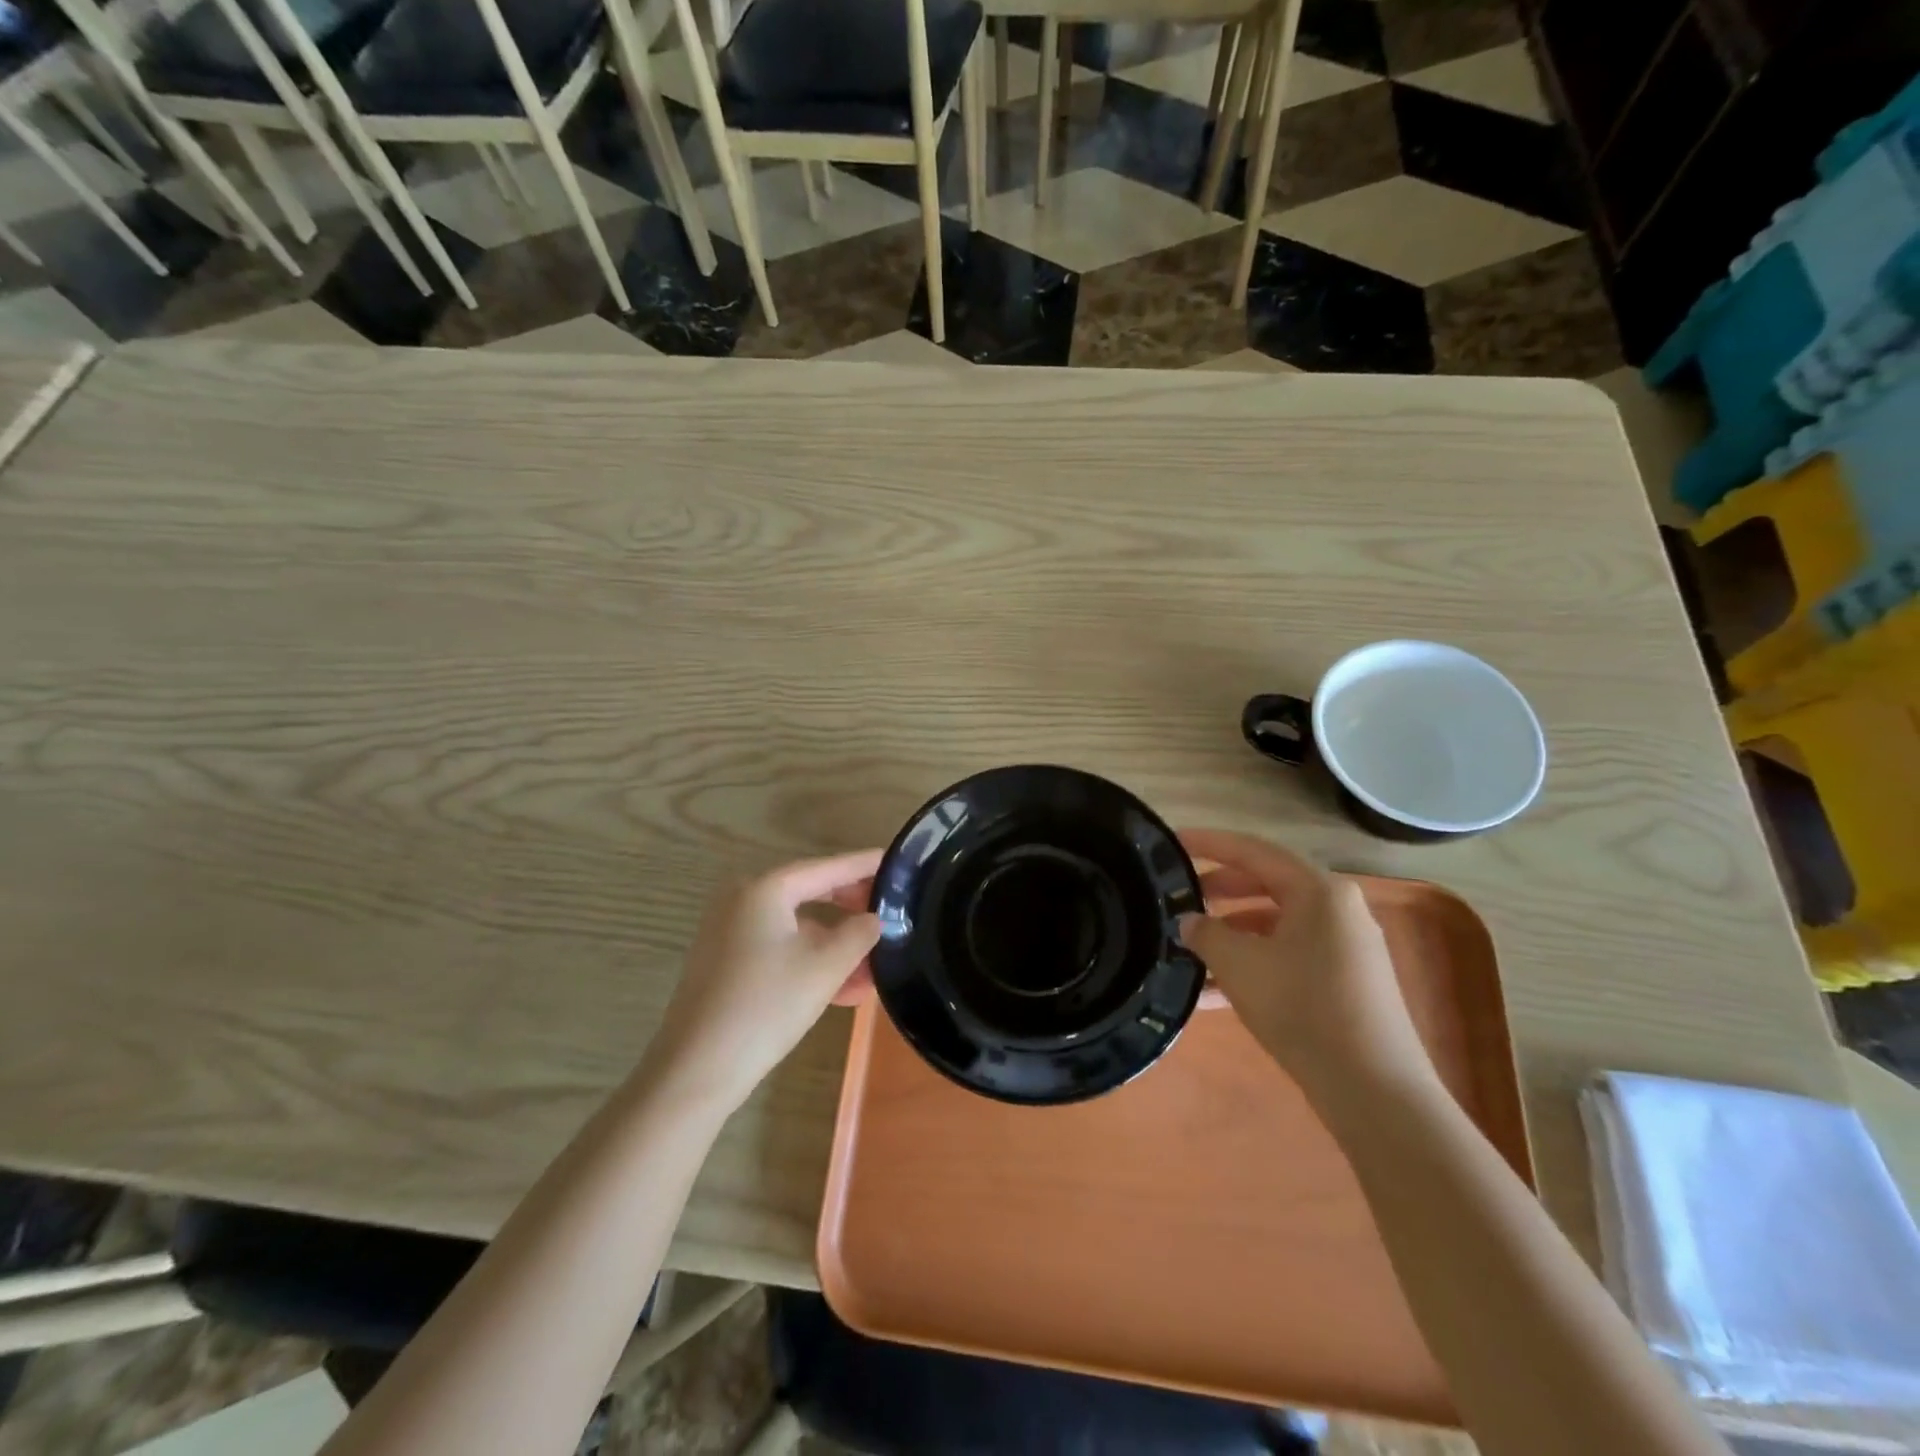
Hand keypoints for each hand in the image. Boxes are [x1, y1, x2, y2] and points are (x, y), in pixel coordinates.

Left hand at [641, 850, 883, 1111]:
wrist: (696, 1070)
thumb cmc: (766, 1006)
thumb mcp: (826, 967)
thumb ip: (859, 934)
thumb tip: (874, 919)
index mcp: (765, 889)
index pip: (827, 867)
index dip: (864, 865)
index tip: (896, 862)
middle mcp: (743, 901)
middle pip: (811, 894)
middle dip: (853, 911)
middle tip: (890, 915)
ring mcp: (731, 933)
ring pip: (798, 928)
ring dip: (836, 947)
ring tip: (874, 971)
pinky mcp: (727, 964)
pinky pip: (780, 950)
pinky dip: (811, 963)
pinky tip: (843, 991)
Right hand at [1178, 829, 1434, 1099]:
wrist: (1374, 1090)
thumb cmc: (1302, 1008)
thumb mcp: (1240, 965)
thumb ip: (1206, 934)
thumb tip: (1189, 922)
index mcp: (1319, 891)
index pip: (1253, 851)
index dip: (1209, 844)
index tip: (1173, 841)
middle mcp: (1338, 909)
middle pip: (1267, 884)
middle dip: (1220, 890)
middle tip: (1180, 896)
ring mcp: (1346, 947)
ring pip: (1276, 925)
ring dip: (1233, 933)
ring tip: (1191, 948)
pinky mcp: (1346, 982)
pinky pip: (1290, 956)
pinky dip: (1254, 963)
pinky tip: (1215, 994)